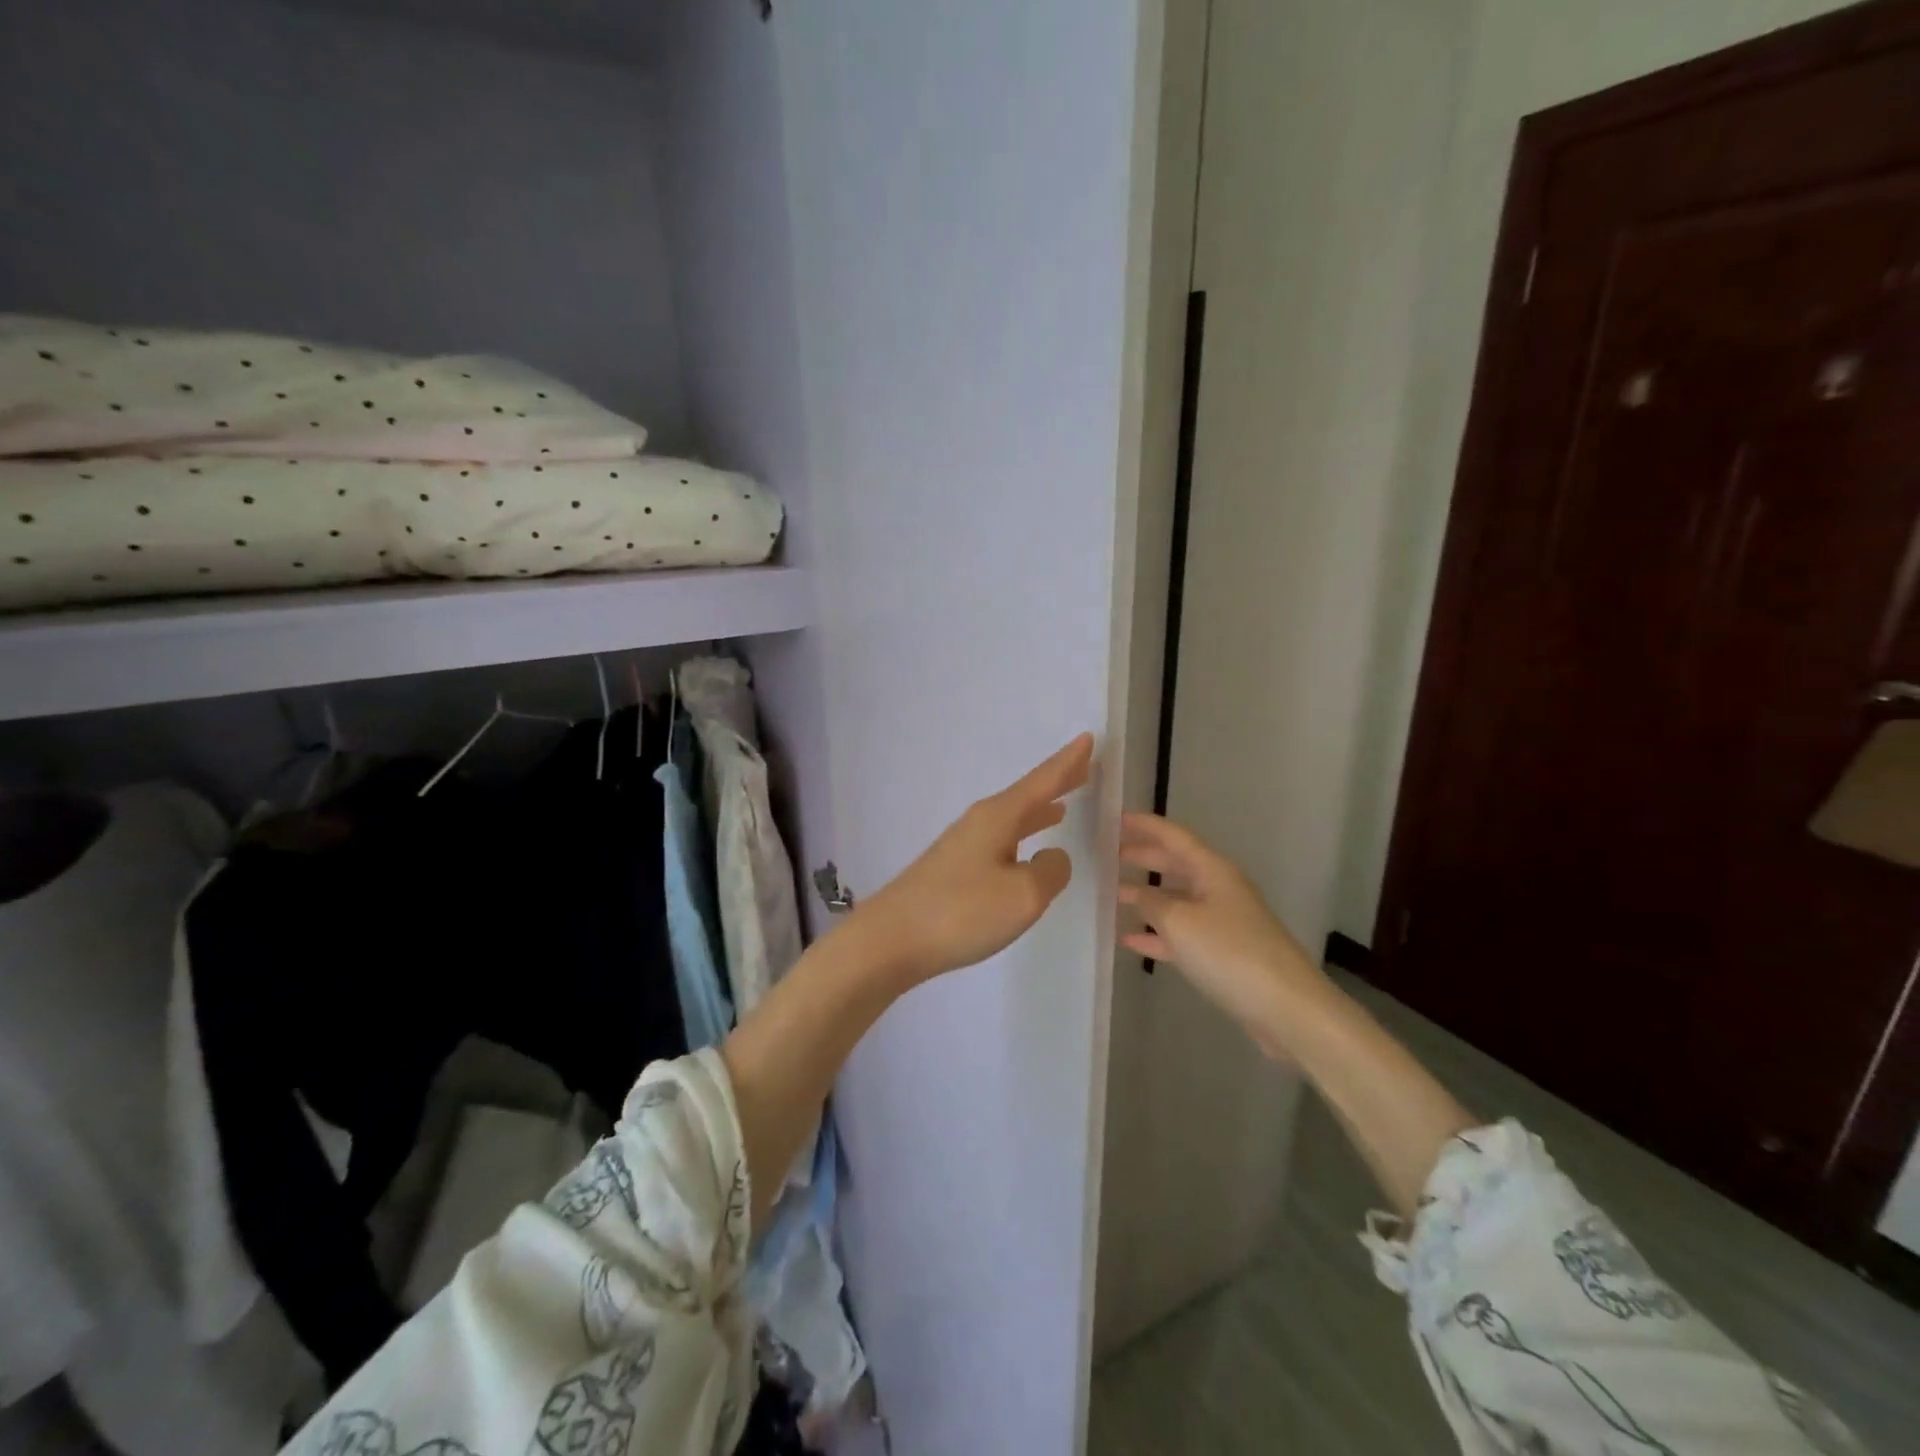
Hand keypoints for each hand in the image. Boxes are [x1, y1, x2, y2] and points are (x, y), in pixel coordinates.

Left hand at [855, 734, 1093, 984]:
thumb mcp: (1023, 895)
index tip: (1088, 738)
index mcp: (998, 817)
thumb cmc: (962, 912)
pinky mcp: (953, 870)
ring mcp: (963, 846)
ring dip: (1038, 811)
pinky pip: (1000, 841)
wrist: (891, 940)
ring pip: (1012, 819)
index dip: (1068, 762)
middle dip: (1055, 783)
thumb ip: (1050, 871)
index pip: (1042, 781)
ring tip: (1062, 805)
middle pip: (1026, 796)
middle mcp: (980, 822)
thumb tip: (1053, 857)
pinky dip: (1021, 837)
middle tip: (1083, 768)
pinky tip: (1024, 852)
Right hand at [1118, 812, 1328, 1051]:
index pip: (1174, 836)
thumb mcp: (1180, 923)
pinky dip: (1157, 934)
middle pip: (1176, 864)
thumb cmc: (1229, 953)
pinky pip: (1183, 934)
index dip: (1145, 825)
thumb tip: (1136, 893)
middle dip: (1145, 857)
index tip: (1115, 818)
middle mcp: (1219, 889)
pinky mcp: (1223, 953)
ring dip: (1148, 896)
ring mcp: (1223, 921)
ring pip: (1178, 900)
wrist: (1285, 1007)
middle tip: (1110, 853)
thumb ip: (1151, 902)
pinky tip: (1131, 940)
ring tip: (1114, 894)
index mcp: (1213, 870)